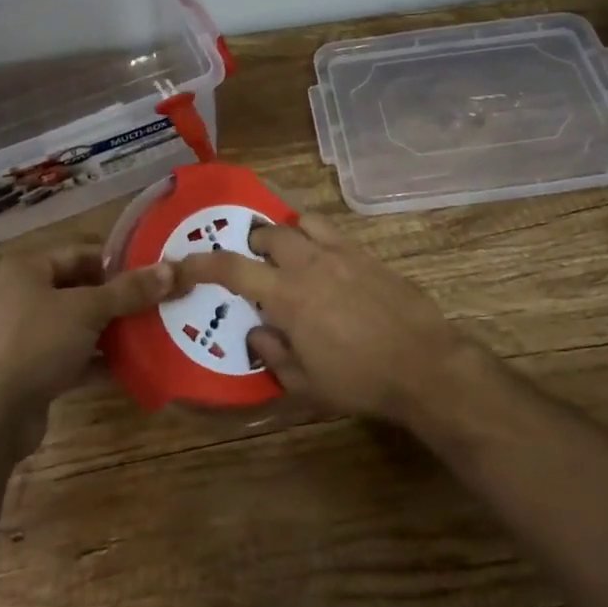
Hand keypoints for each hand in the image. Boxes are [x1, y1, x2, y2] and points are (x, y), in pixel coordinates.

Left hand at [0, 247, 174, 434]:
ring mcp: (26, 336)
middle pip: (82, 290)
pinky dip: (99, 360)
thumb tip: (173, 269)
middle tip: (162, 303)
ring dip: (113, 331)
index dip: (119, 262)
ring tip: (155, 332)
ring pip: (79, 325)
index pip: (82, 254)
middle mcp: (24, 297)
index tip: (156, 272)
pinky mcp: (32, 371)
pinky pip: (73, 357)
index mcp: (28, 270)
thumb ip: (130, 290)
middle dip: (121, 298)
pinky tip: (133, 366)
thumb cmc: (34, 345)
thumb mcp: (87, 310)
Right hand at [172, 214, 484, 423]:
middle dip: (252, 244)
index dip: (201, 263)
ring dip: (287, 234)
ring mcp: (343, 254)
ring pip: (303, 222)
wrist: (424, 364)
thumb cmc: (360, 380)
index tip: (183, 262)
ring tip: (290, 255)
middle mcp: (310, 264)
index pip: (232, 268)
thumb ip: (273, 354)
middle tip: (253, 265)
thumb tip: (257, 332)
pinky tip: (328, 265)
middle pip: (268, 233)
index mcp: (287, 295)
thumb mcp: (306, 383)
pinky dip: (318, 239)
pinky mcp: (369, 254)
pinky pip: (334, 232)